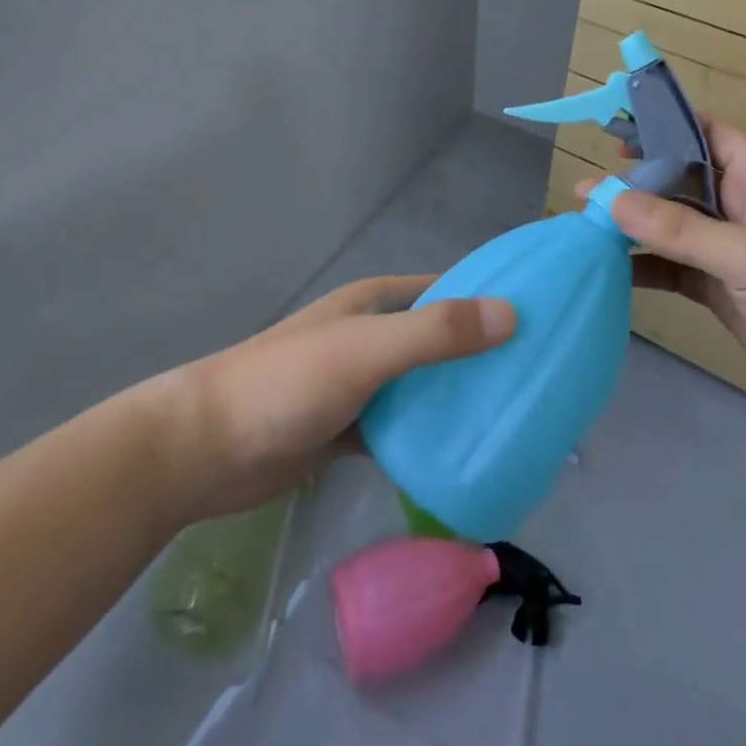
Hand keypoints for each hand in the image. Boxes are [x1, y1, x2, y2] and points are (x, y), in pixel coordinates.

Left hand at [176, 276, 513, 519]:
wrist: (204, 450)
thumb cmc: (287, 384)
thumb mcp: (366, 351)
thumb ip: (435, 333)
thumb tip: (511, 314)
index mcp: (376, 303)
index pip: (446, 289)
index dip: (490, 298)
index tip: (541, 319)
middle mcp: (371, 337)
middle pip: (440, 339)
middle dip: (482, 354)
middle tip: (538, 379)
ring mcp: (360, 384)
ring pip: (423, 386)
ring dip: (458, 398)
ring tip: (514, 419)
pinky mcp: (349, 430)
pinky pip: (402, 428)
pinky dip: (428, 437)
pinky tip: (464, 456)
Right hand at [581, 118, 745, 429]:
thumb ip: (679, 228)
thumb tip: (610, 199)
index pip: (703, 132)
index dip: (661, 126)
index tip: (614, 132)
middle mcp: (740, 204)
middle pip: (677, 180)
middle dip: (633, 183)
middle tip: (584, 193)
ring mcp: (730, 248)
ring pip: (671, 225)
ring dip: (633, 226)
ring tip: (583, 228)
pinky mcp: (723, 288)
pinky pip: (674, 267)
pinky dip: (644, 266)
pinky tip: (609, 271)